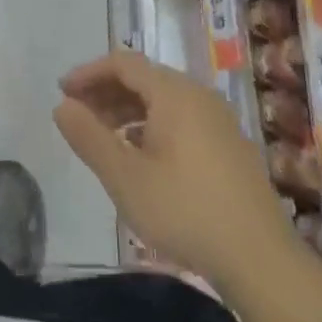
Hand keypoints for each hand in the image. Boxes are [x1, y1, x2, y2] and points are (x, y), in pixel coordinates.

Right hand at [54, 50, 293, 289]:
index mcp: (174, 93)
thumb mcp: (124, 177)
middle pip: (144, 79)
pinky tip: (140, 157)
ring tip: (102, 138)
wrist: (259, 258)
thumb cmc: (184, 211)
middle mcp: (199, 96)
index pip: (123, 63)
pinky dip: (151, 126)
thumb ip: (89, 137)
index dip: (89, 73)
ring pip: (163, 101)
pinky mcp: (229, 146)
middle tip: (77, 116)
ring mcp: (219, 120)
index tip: (62, 93)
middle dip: (106, 92)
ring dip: (127, 110)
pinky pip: (181, 119)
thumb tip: (62, 106)